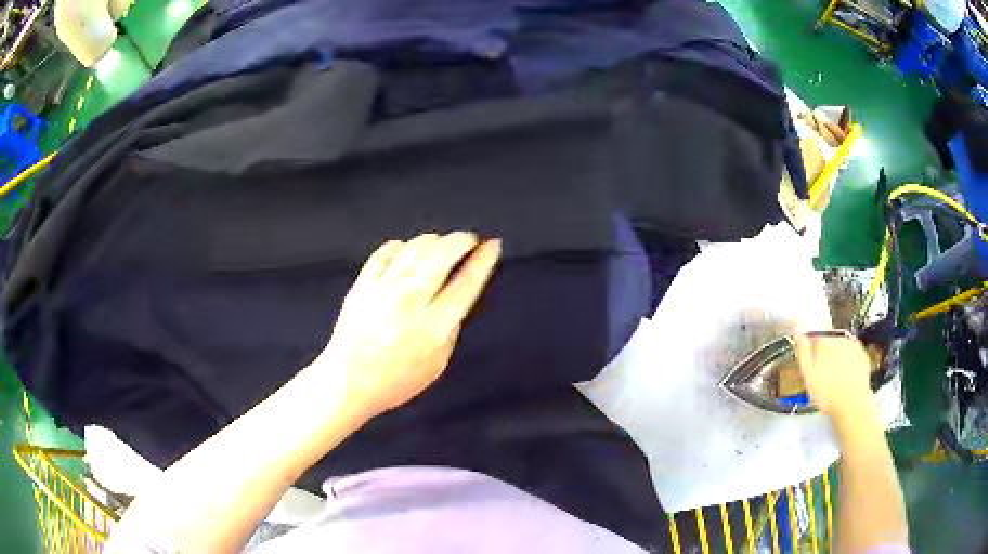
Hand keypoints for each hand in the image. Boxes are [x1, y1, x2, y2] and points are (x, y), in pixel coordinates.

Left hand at [313, 233, 500, 420]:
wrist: (347, 381)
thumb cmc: (396, 381)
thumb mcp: (437, 364)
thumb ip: (449, 329)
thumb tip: (455, 298)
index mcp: (434, 325)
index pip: (467, 282)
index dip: (484, 259)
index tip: (493, 245)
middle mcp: (411, 300)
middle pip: (442, 254)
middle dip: (461, 240)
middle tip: (468, 240)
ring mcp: (384, 288)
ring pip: (415, 247)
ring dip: (434, 240)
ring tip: (440, 245)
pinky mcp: (363, 283)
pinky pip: (385, 251)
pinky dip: (401, 246)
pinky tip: (406, 251)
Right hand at [794, 334, 873, 418]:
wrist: (851, 404)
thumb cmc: (826, 394)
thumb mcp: (808, 377)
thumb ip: (803, 353)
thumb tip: (799, 333)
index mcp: (823, 342)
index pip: (814, 339)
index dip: (812, 353)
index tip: (812, 368)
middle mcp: (838, 338)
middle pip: (828, 342)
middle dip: (825, 354)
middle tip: (824, 376)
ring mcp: (852, 344)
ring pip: (840, 346)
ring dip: (837, 356)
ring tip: (836, 377)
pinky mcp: (862, 353)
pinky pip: (852, 352)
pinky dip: (849, 359)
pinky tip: (847, 374)